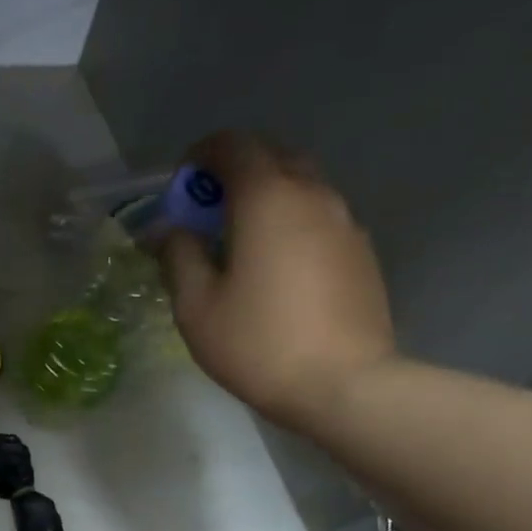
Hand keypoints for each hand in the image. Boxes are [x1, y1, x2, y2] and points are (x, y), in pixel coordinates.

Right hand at [161, 132, 397, 431]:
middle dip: (235, 173)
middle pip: (272, 157)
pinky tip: (277, 269)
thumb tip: (169, 230)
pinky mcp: (362, 252)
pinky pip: (319, 218)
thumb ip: (178, 257)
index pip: (233, 145)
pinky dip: (292, 224)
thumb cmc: (258, 344)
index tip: (181, 185)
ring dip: (266, 199)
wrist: (344, 385)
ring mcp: (345, 221)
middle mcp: (312, 194)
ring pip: (301, 187)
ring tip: (241, 243)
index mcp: (267, 198)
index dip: (201, 156)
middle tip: (208, 214)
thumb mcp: (196, 306)